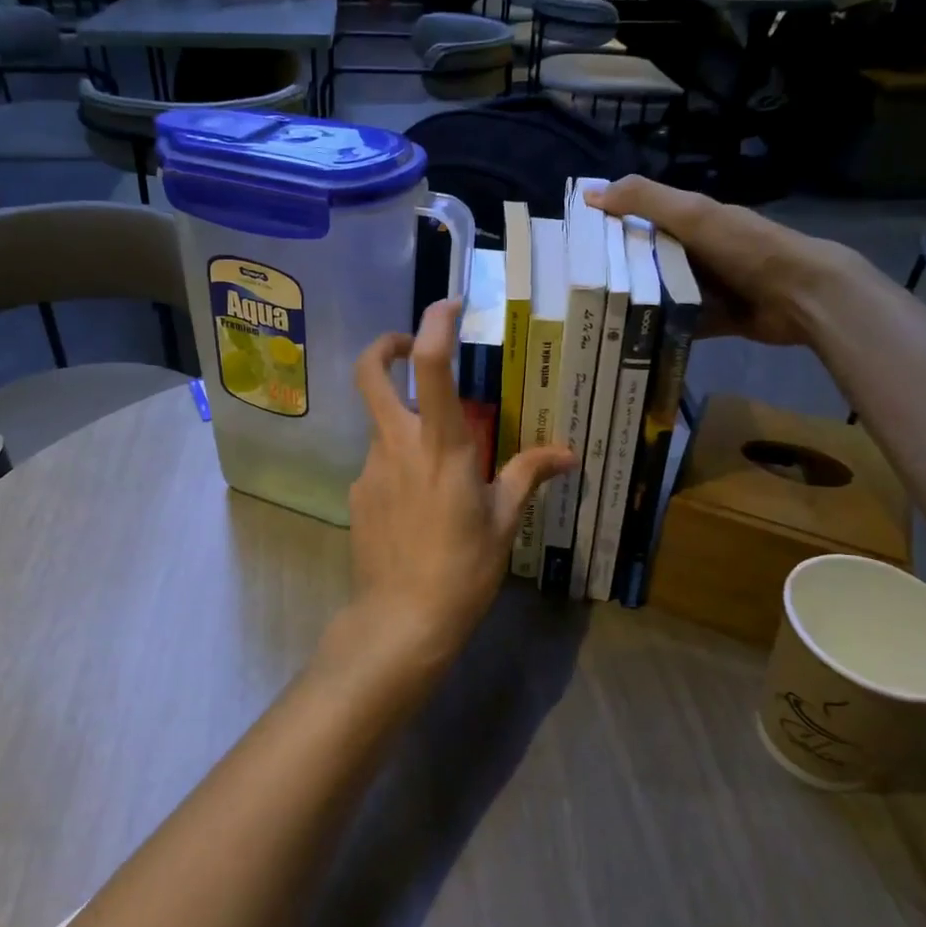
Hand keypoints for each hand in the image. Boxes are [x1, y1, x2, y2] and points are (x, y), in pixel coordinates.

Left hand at [322, 300, 576, 683]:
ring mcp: (370, 468)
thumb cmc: (463, 568)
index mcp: (441, 445)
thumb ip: (529, 474)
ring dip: (402, 421)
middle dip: (384, 346)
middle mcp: (397, 444)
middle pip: (370, 372)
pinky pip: (378, 463)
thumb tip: (568, 454)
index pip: (430, 363)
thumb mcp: (504, 520)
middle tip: (407, 347)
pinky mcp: (357, 494)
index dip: (435, 323)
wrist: (402, 619)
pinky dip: (398, 464)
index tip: (450, 307)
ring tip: (436, 461)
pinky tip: (418, 503)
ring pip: (379, 422)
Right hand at [583, 176, 862, 346]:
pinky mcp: (713, 319)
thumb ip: (644, 200)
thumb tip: (589, 192)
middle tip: (575, 291)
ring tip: (594, 319)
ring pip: (659, 295)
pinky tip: (629, 341)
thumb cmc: (745, 248)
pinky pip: (678, 325)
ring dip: (635, 305)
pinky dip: (660, 332)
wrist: (802, 295)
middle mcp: (695, 252)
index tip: (573, 245)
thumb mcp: (692, 215)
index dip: (609, 227)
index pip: (640, 219)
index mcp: (691, 221)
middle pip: (646, 260)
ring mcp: (705, 288)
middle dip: (615, 272)